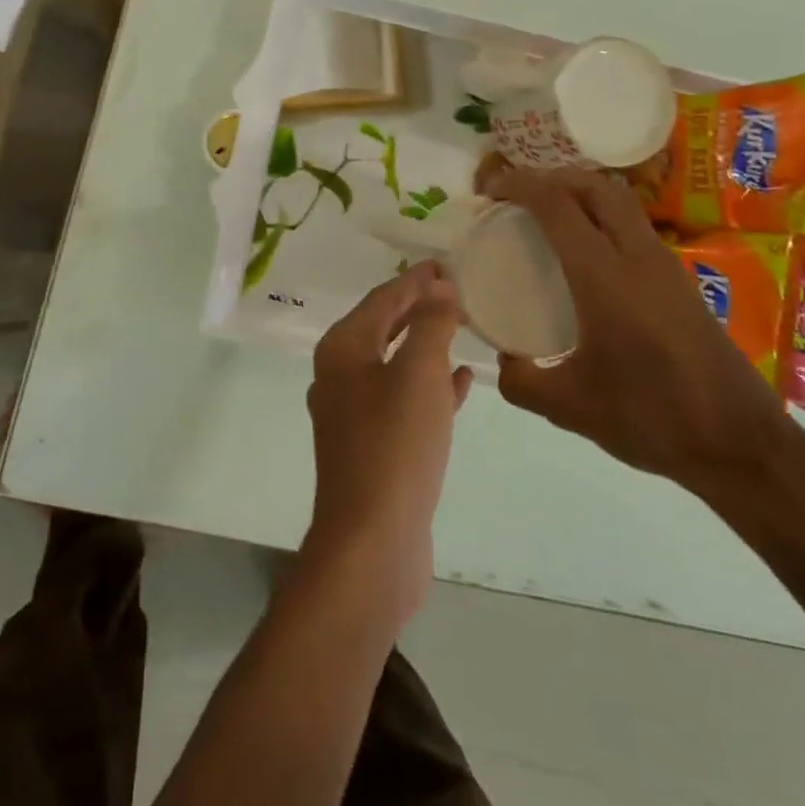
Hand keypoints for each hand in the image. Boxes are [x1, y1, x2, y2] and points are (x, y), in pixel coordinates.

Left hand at [302, 261, 472, 618]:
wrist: (371, 541)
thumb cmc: (394, 446)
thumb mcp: (418, 374)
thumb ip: (430, 325)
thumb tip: (439, 287)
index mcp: (342, 349)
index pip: (382, 298)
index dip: (414, 280)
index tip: (445, 263)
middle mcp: (341, 375)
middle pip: (383, 327)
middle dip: (418, 308)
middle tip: (456, 291)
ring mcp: (355, 414)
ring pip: (395, 364)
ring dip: (427, 345)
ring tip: (462, 328)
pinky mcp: (374, 446)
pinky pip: (405, 400)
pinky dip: (431, 385)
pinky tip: (463, 382)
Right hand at [489, 166, 791, 493]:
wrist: (741, 446)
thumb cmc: (651, 418)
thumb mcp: (570, 406)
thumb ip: (521, 380)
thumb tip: (502, 361)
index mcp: (604, 276)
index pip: (557, 205)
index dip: (519, 185)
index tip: (489, 190)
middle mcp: (638, 257)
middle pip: (595, 187)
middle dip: (552, 178)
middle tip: (518, 196)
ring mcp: (666, 267)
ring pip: (620, 203)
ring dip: (580, 195)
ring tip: (547, 218)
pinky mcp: (681, 284)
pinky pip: (634, 228)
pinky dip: (602, 220)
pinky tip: (586, 258)